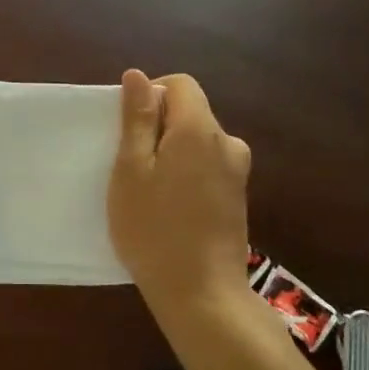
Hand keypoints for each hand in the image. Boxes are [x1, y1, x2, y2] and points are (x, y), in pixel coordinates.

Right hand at [107, 70, 251, 324]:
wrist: (201, 294)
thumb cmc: (154, 228)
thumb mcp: (131, 170)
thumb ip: (138, 119)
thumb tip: (138, 75)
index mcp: (199, 130)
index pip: (181, 85)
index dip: (152, 94)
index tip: (129, 127)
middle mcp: (227, 143)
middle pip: (191, 112)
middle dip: (160, 127)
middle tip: (131, 165)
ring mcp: (237, 172)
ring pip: (198, 141)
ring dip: (173, 152)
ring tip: (149, 190)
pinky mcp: (238, 197)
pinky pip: (208, 166)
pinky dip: (187, 173)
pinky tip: (171, 207)